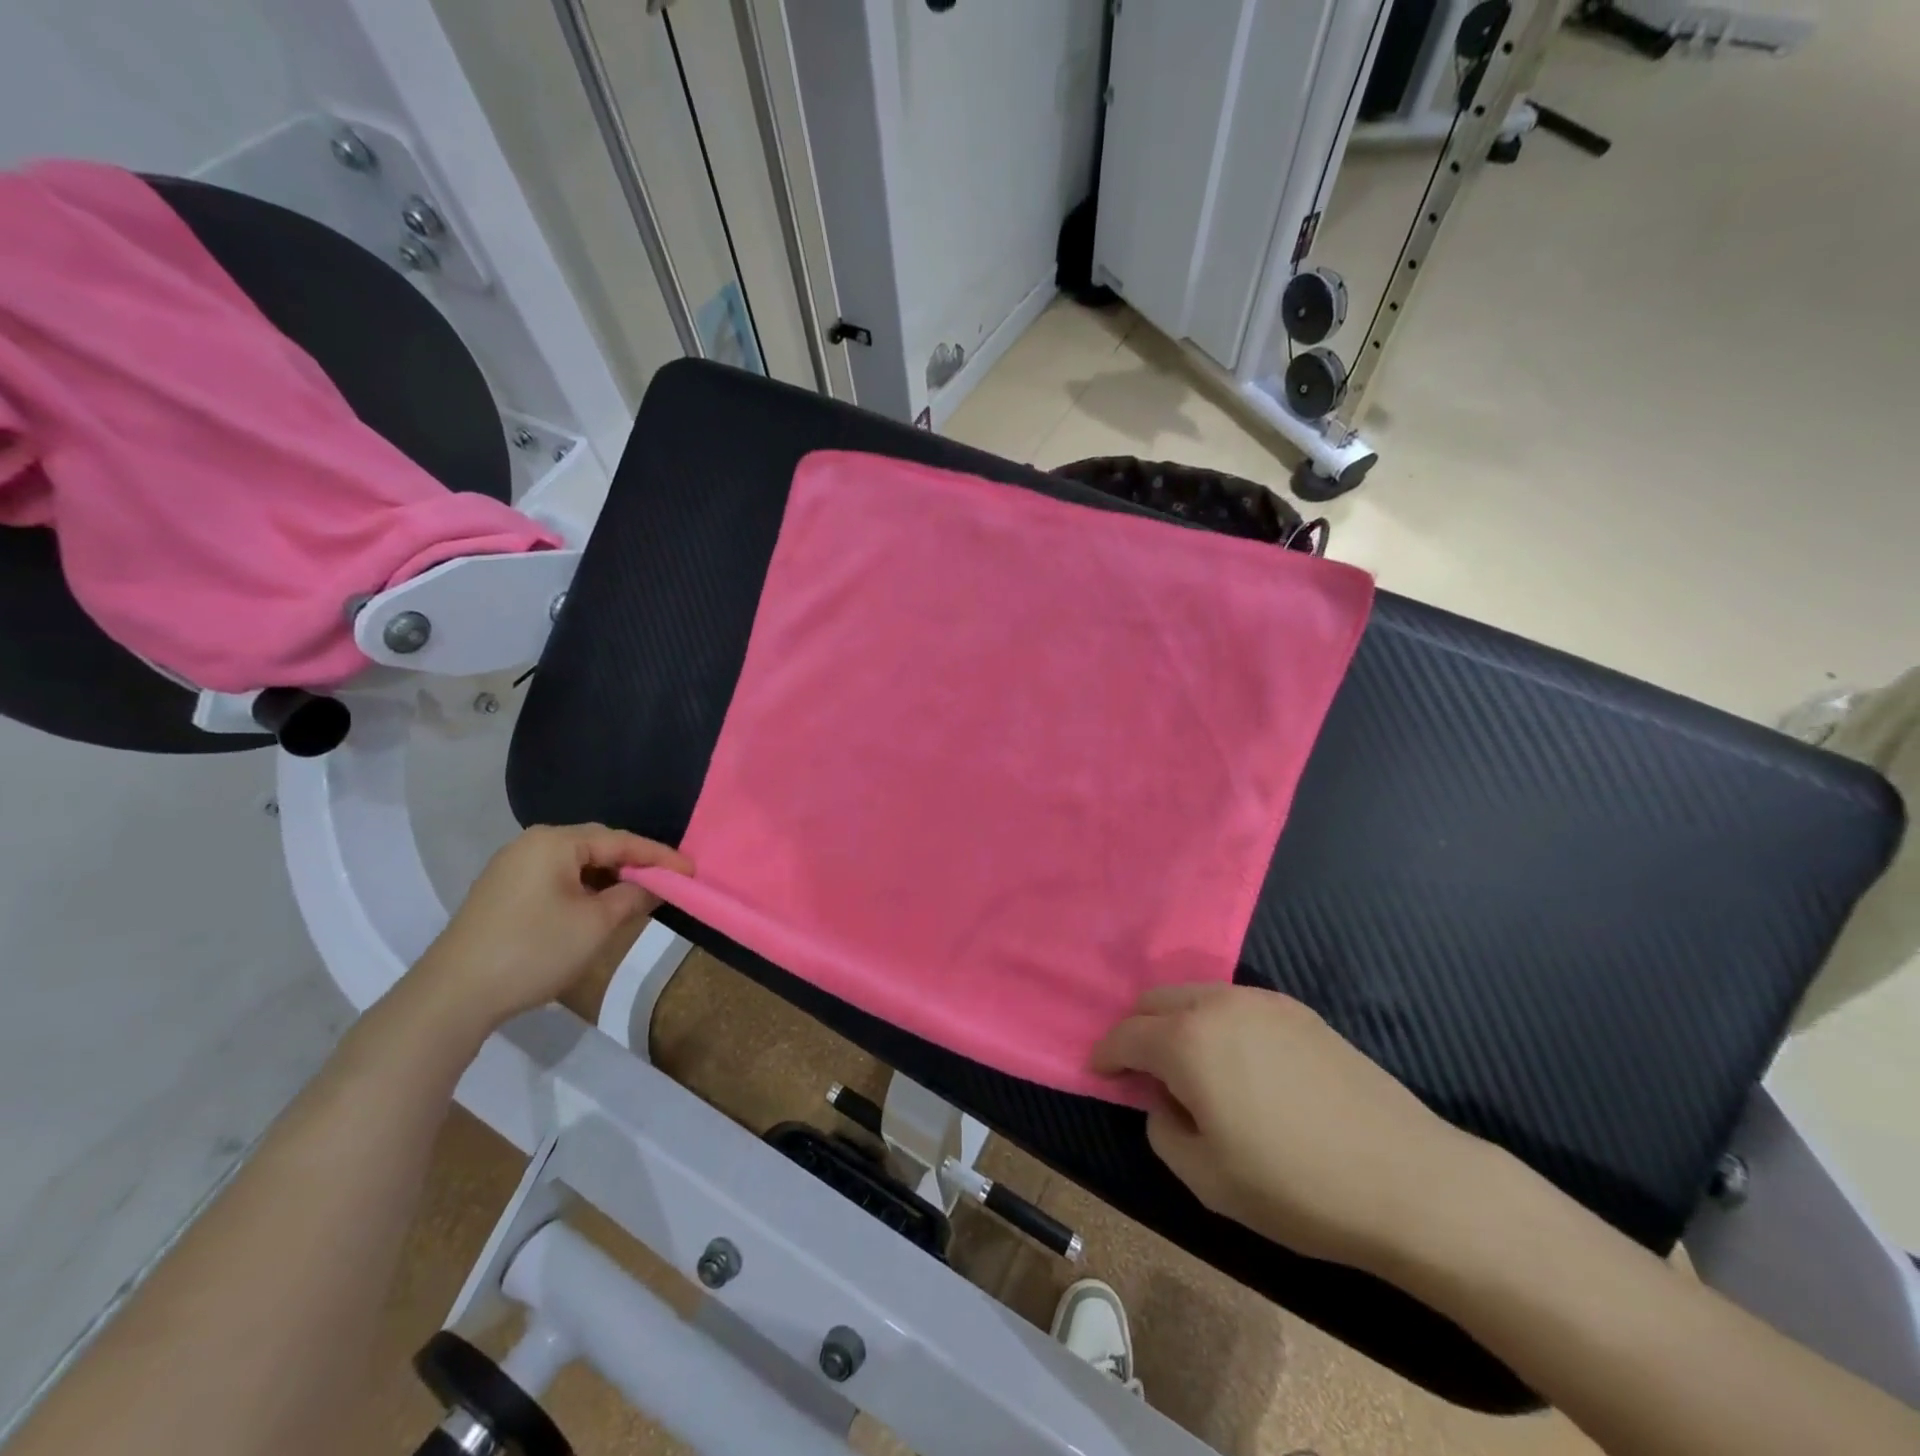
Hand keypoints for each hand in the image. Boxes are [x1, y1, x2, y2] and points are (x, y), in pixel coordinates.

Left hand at [405, 825, 692, 1036]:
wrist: (452, 997)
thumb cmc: (534, 950)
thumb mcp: (596, 924)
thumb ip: (633, 896)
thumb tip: (656, 885)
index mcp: (555, 842)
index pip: (621, 840)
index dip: (660, 857)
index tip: (692, 871)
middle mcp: (531, 844)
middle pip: (598, 846)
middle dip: (634, 864)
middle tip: (668, 882)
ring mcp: (512, 868)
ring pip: (576, 864)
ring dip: (609, 878)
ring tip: (639, 896)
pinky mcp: (502, 892)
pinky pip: (556, 879)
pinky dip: (584, 889)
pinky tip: (598, 908)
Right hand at [1090, 984, 1493, 1273]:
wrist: (1408, 1180)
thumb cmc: (1296, 1186)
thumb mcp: (1207, 1179)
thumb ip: (1163, 1131)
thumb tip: (1164, 1102)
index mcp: (1188, 1040)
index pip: (1125, 1034)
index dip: (1105, 1055)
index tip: (1099, 1074)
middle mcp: (1218, 1004)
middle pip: (1156, 1000)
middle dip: (1137, 1030)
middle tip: (1142, 1072)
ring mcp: (1262, 1001)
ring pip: (1196, 995)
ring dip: (1177, 1022)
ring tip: (1190, 1067)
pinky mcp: (1297, 1009)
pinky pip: (1235, 1003)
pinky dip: (1215, 1022)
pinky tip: (1237, 1062)